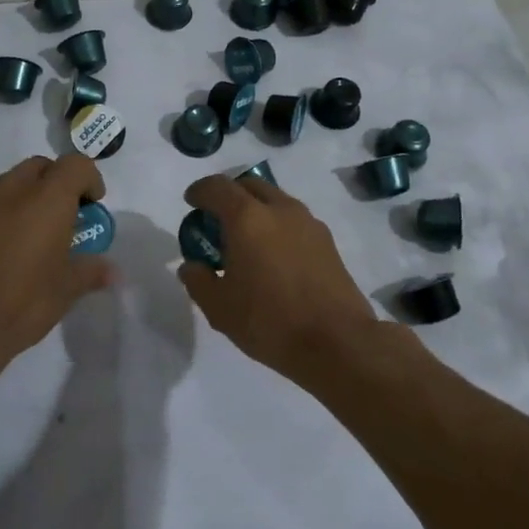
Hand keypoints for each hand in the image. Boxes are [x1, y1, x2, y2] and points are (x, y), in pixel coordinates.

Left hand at [0, 154, 115, 368]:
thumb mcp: (66, 289)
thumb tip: (112, 271)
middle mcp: (14, 189)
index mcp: (48, 198)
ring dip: (29, 195)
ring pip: (12, 181)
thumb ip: (90, 272)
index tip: (93, 206)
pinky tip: (7, 246)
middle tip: (66, 216)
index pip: (75, 165)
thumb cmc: (23, 301)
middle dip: (57, 183)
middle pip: (41, 167)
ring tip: (36, 232)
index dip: (89, 179)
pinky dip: (4, 212)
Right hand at [177, 174, 381, 384]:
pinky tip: (274, 258)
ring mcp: (308, 223)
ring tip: (247, 241)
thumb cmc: (269, 321)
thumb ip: (198, 280)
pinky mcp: (327, 242)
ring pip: (276, 201)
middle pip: (250, 186)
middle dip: (230, 195)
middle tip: (217, 221)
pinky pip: (294, 221)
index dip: (199, 191)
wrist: (337, 342)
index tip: (191, 202)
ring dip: (257, 210)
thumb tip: (192, 266)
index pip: (217, 187)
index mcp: (247, 218)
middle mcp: (280, 210)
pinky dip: (277, 227)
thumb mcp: (219, 307)